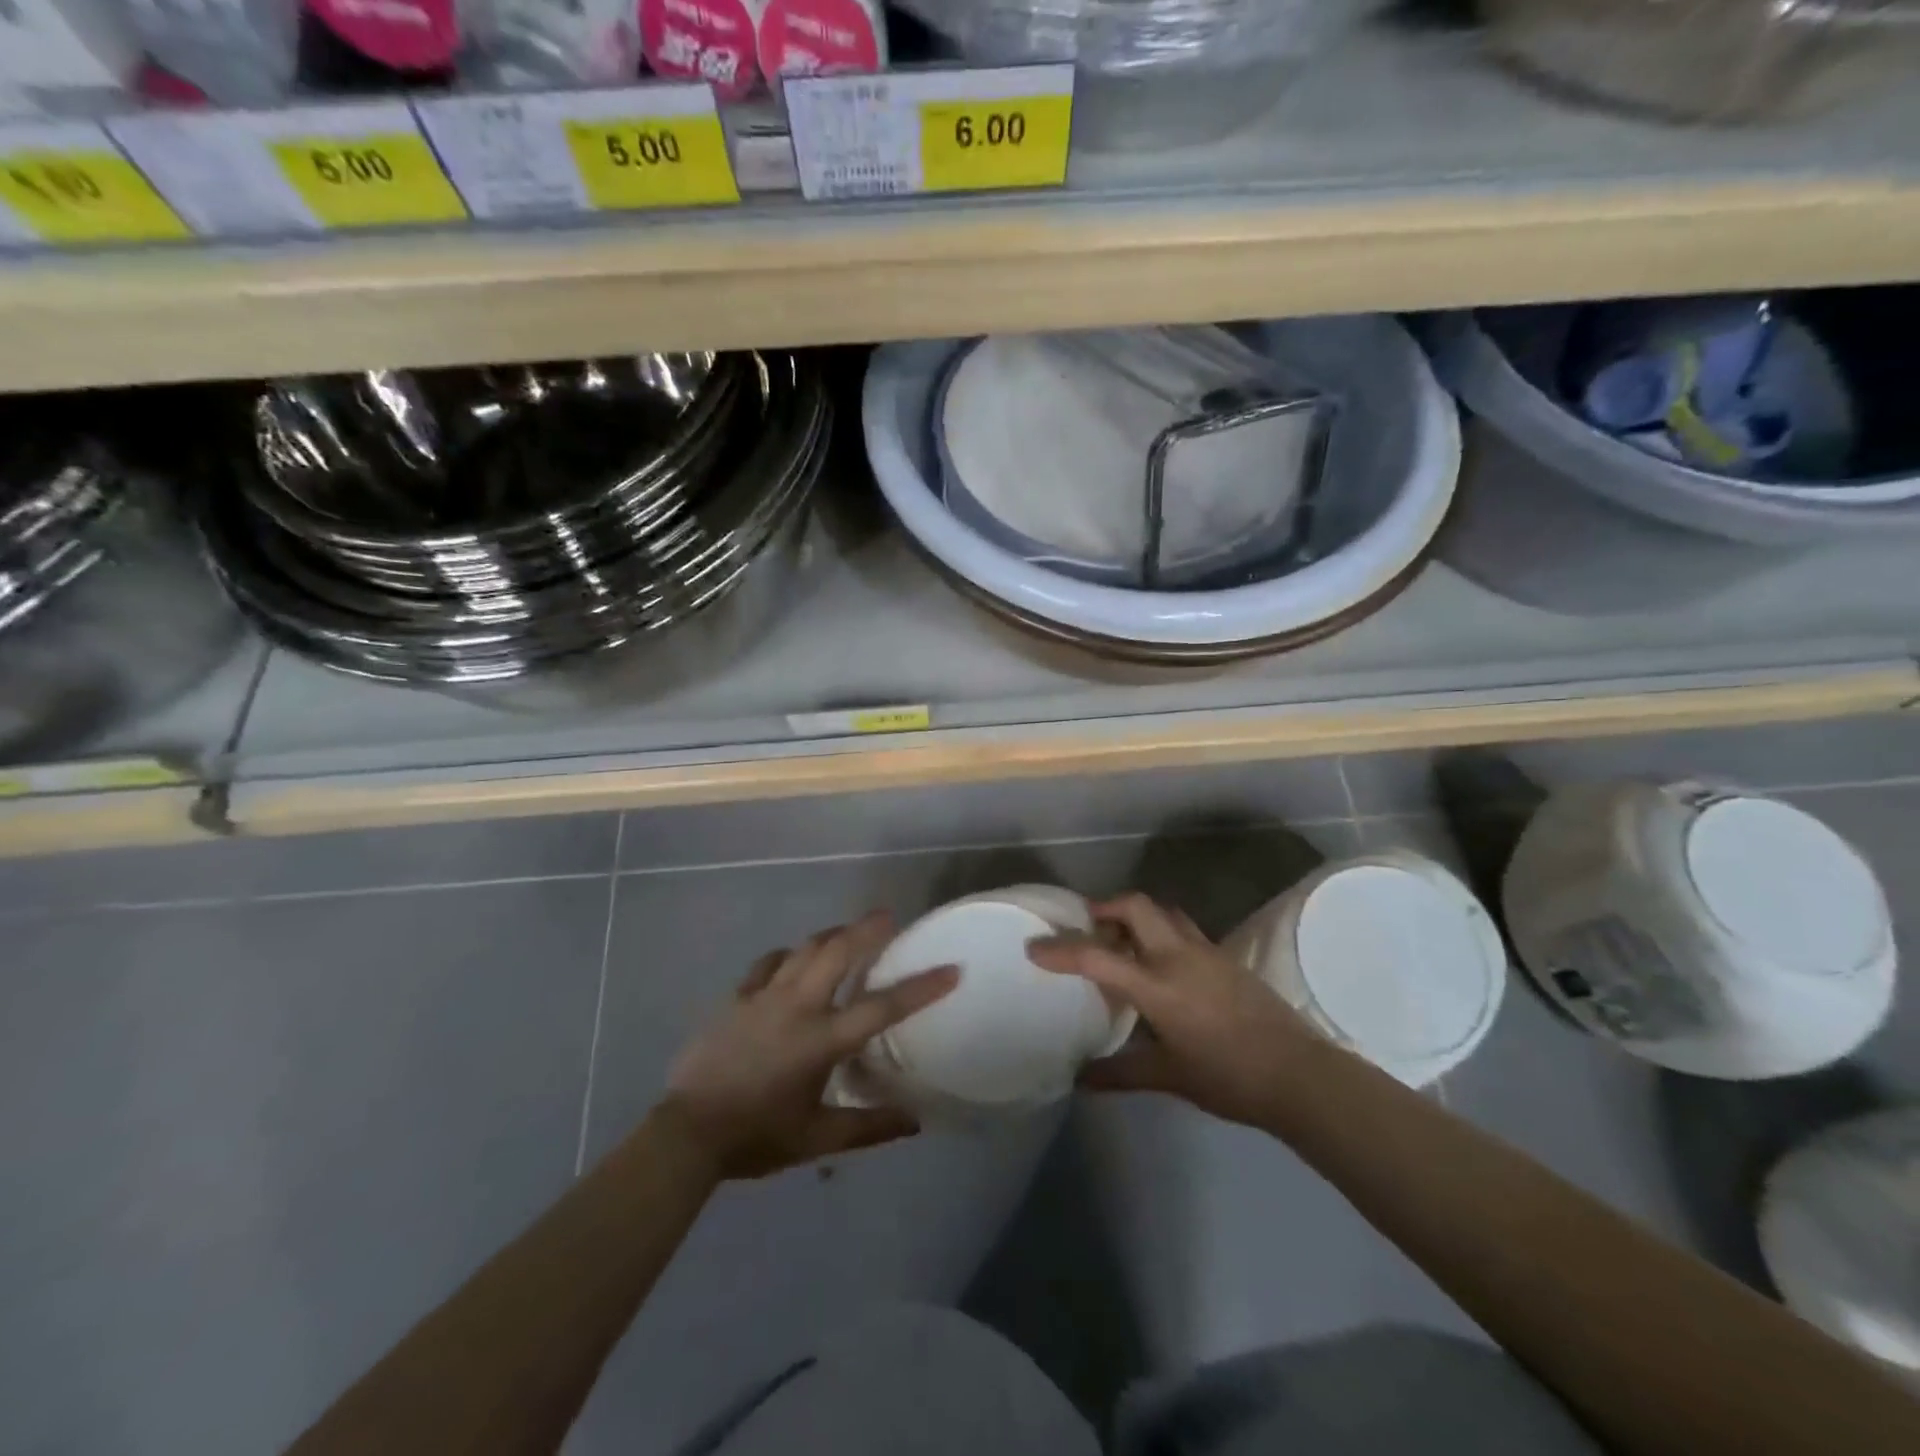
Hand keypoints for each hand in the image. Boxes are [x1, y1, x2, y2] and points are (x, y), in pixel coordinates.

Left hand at [663, 911, 957, 1179]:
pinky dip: (787, 956)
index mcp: (822, 1040)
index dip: (921, 988)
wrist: (688, 1133)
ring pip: (804, 949)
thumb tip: (915, 1121)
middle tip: (888, 916)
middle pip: (838, 952)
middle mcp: (797, 1006)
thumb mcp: (818, 1139)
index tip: (951, 968)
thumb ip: (869, 1128)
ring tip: (847, 933)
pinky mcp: (738, 997)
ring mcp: (764, 996)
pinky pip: (768, 963)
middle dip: (867, 929)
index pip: (882, 1007)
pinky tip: (792, 960)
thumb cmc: (757, 1135)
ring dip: (830, 936)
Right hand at [1029, 892, 1317, 1127]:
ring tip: (1121, 941)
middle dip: (1104, 908)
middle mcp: (1178, 956)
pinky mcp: (1225, 957)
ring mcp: (1206, 951)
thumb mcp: (1169, 1077)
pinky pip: (1183, 929)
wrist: (1299, 1074)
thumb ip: (1120, 1073)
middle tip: (1086, 927)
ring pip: (1163, 912)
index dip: (1062, 951)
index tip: (1035, 948)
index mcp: (1158, 986)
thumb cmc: (1229, 1077)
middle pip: (1135, 906)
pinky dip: (1161, 932)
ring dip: (1135, 916)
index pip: (1098, 958)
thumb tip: (1079, 1079)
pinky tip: (1161, 964)